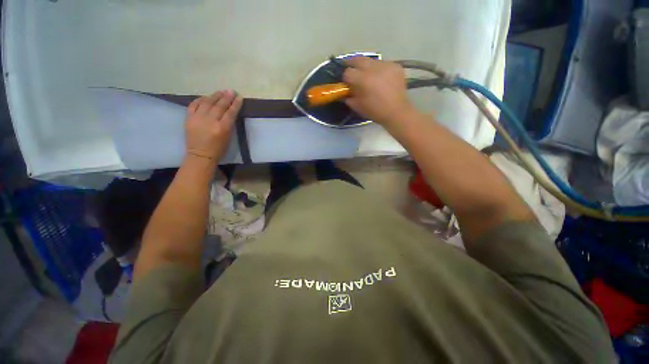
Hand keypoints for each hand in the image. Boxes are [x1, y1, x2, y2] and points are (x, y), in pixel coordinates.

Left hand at [185, 90, 242, 160]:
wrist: (200, 155)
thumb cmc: (218, 149)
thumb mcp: (228, 138)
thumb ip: (229, 124)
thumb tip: (230, 112)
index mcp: (222, 128)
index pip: (230, 112)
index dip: (235, 104)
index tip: (239, 97)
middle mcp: (210, 121)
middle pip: (219, 105)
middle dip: (226, 97)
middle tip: (231, 91)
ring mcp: (198, 118)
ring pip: (207, 103)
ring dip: (214, 96)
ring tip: (220, 91)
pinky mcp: (189, 118)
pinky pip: (194, 105)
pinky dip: (200, 100)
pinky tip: (205, 97)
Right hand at [343, 57, 414, 125]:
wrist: (396, 112)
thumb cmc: (375, 111)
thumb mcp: (358, 106)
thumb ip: (348, 97)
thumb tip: (345, 91)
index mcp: (363, 80)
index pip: (348, 72)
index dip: (346, 78)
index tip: (347, 83)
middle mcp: (373, 68)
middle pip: (358, 59)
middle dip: (353, 64)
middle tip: (352, 71)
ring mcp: (386, 65)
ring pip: (371, 61)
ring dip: (367, 66)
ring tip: (368, 75)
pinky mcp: (395, 65)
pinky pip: (383, 64)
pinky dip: (379, 69)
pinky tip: (381, 78)